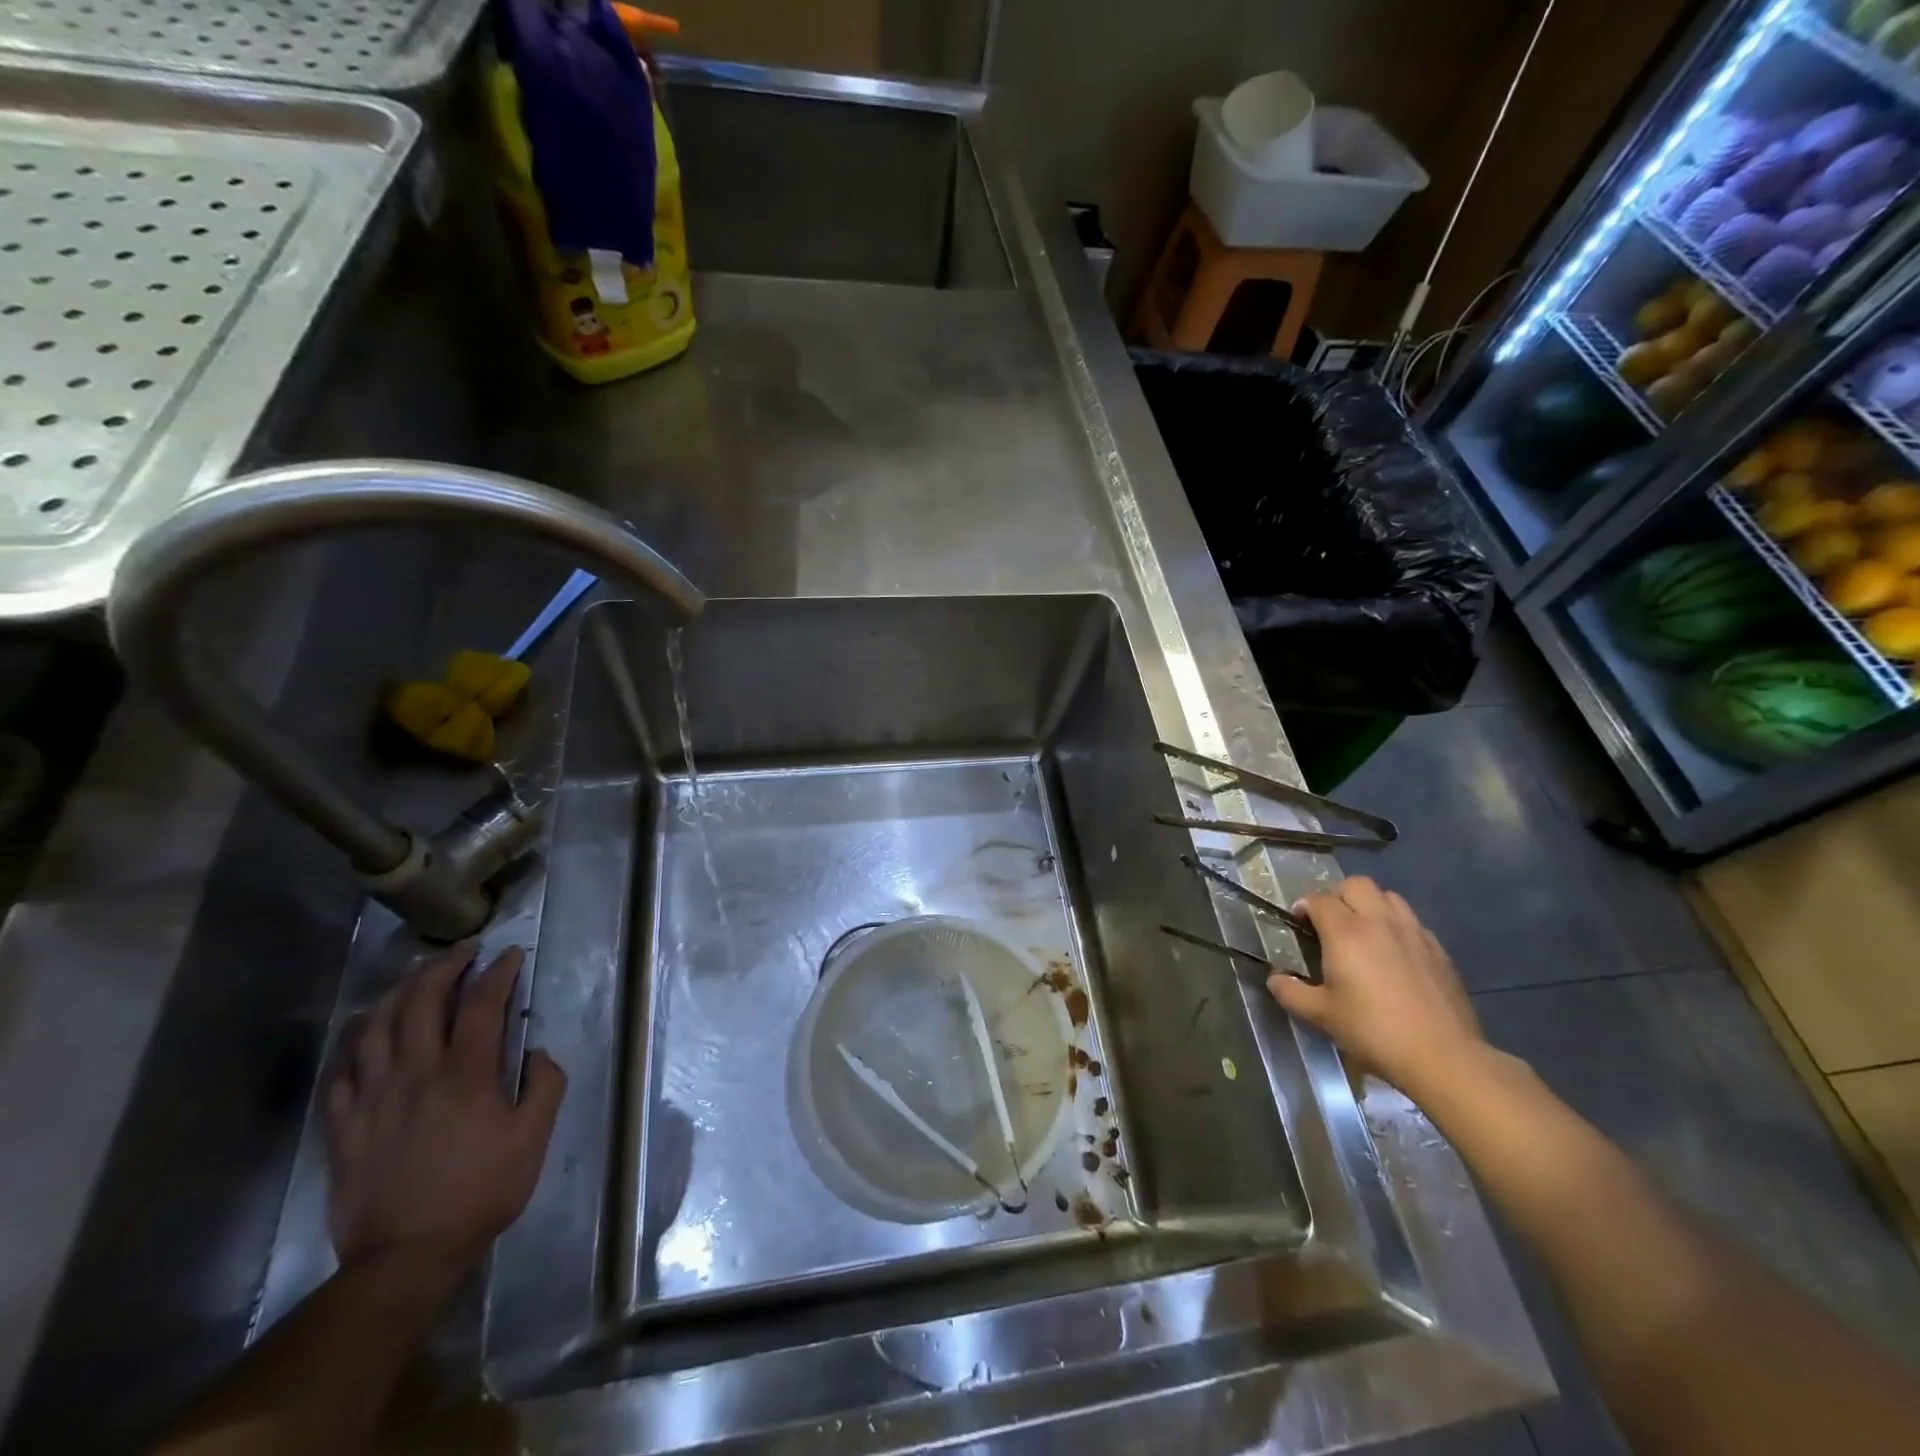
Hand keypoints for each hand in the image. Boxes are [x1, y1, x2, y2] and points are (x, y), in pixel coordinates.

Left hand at [324, 943, 566, 1278]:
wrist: (404, 1256)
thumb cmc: (480, 1192)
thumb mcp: (533, 1138)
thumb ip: (544, 1086)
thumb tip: (537, 1053)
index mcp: (465, 1075)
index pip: (482, 1005)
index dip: (498, 972)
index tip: (511, 954)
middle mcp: (416, 1074)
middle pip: (422, 1003)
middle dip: (444, 967)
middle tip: (462, 950)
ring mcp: (373, 1098)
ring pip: (377, 1027)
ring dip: (398, 991)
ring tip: (415, 974)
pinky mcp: (343, 1125)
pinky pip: (341, 1069)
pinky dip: (354, 1038)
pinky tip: (364, 1026)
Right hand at [1266, 877, 1485, 1098]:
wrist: (1442, 1056)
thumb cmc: (1372, 1031)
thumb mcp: (1321, 1015)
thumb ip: (1291, 992)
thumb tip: (1274, 979)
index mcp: (1345, 932)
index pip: (1318, 899)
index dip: (1304, 907)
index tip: (1299, 924)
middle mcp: (1379, 921)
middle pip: (1356, 884)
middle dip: (1338, 896)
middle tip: (1330, 922)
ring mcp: (1413, 932)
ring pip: (1388, 896)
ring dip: (1370, 905)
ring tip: (1363, 931)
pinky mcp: (1438, 949)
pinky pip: (1412, 921)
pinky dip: (1396, 925)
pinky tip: (1393, 953)